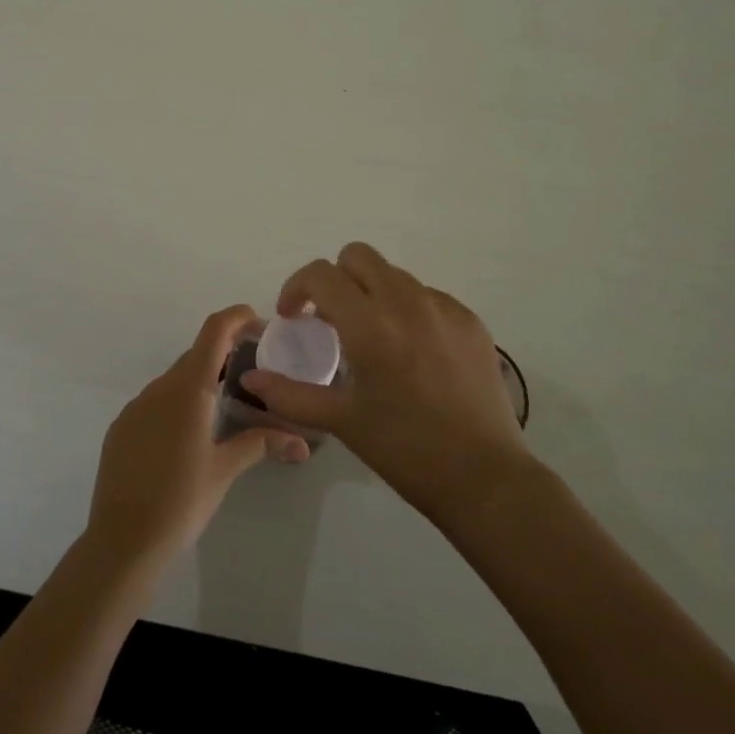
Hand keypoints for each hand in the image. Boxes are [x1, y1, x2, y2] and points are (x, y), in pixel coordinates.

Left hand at [84, 305, 309, 578]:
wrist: (122, 542)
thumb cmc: (181, 501)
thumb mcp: (225, 469)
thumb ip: (260, 443)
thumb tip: (301, 441)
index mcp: (188, 389)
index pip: (214, 332)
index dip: (236, 317)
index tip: (258, 321)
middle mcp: (159, 388)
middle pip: (196, 355)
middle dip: (224, 355)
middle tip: (252, 373)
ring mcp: (136, 407)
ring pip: (174, 380)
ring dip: (200, 382)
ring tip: (224, 408)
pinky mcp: (122, 427)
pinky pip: (155, 402)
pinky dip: (176, 404)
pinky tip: (187, 437)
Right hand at [241, 243, 527, 521]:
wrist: (484, 477)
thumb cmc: (405, 450)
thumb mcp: (342, 421)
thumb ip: (290, 394)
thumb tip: (250, 379)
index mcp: (370, 324)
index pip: (321, 273)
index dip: (297, 288)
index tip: (294, 318)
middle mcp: (406, 302)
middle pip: (358, 256)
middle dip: (335, 279)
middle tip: (330, 319)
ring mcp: (444, 307)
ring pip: (394, 275)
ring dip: (372, 293)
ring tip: (374, 339)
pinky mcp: (470, 320)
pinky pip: (428, 296)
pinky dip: (408, 310)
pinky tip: (413, 353)